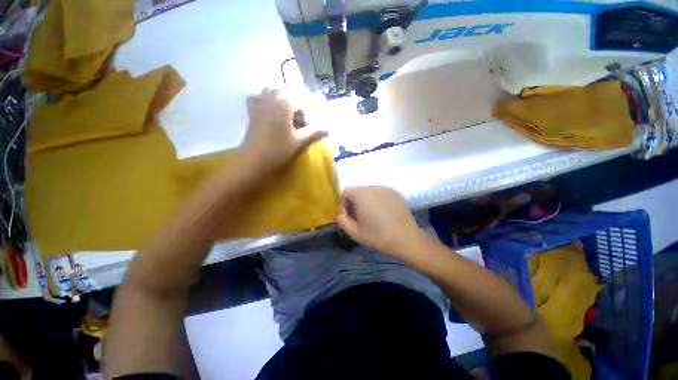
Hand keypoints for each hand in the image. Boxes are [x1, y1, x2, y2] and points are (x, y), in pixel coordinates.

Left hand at [244, 88, 326, 171]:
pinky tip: (269, 111)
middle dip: (296, 107)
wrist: (255, 159)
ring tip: (286, 116)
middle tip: (298, 123)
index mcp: (284, 104)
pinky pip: (258, 97)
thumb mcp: (299, 141)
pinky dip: (265, 100)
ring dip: (281, 100)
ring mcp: (259, 102)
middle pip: (288, 94)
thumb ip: (313, 132)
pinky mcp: (251, 109)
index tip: (307, 129)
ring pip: (272, 90)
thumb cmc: (279, 149)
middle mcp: (271, 97)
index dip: (307, 115)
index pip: (301, 102)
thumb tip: (328, 129)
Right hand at [336, 186, 428, 256]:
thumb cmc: (378, 236)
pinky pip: (381, 194)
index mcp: (362, 194)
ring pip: (369, 192)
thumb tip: (341, 212)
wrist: (406, 238)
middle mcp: (373, 187)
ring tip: (372, 216)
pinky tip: (383, 214)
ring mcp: (386, 189)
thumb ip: (341, 220)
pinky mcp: (396, 193)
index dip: (344, 203)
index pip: (346, 191)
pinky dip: (377, 201)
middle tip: (359, 217)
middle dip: (355, 202)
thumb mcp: (354, 232)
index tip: (349, 216)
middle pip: (358, 190)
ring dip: (366, 201)